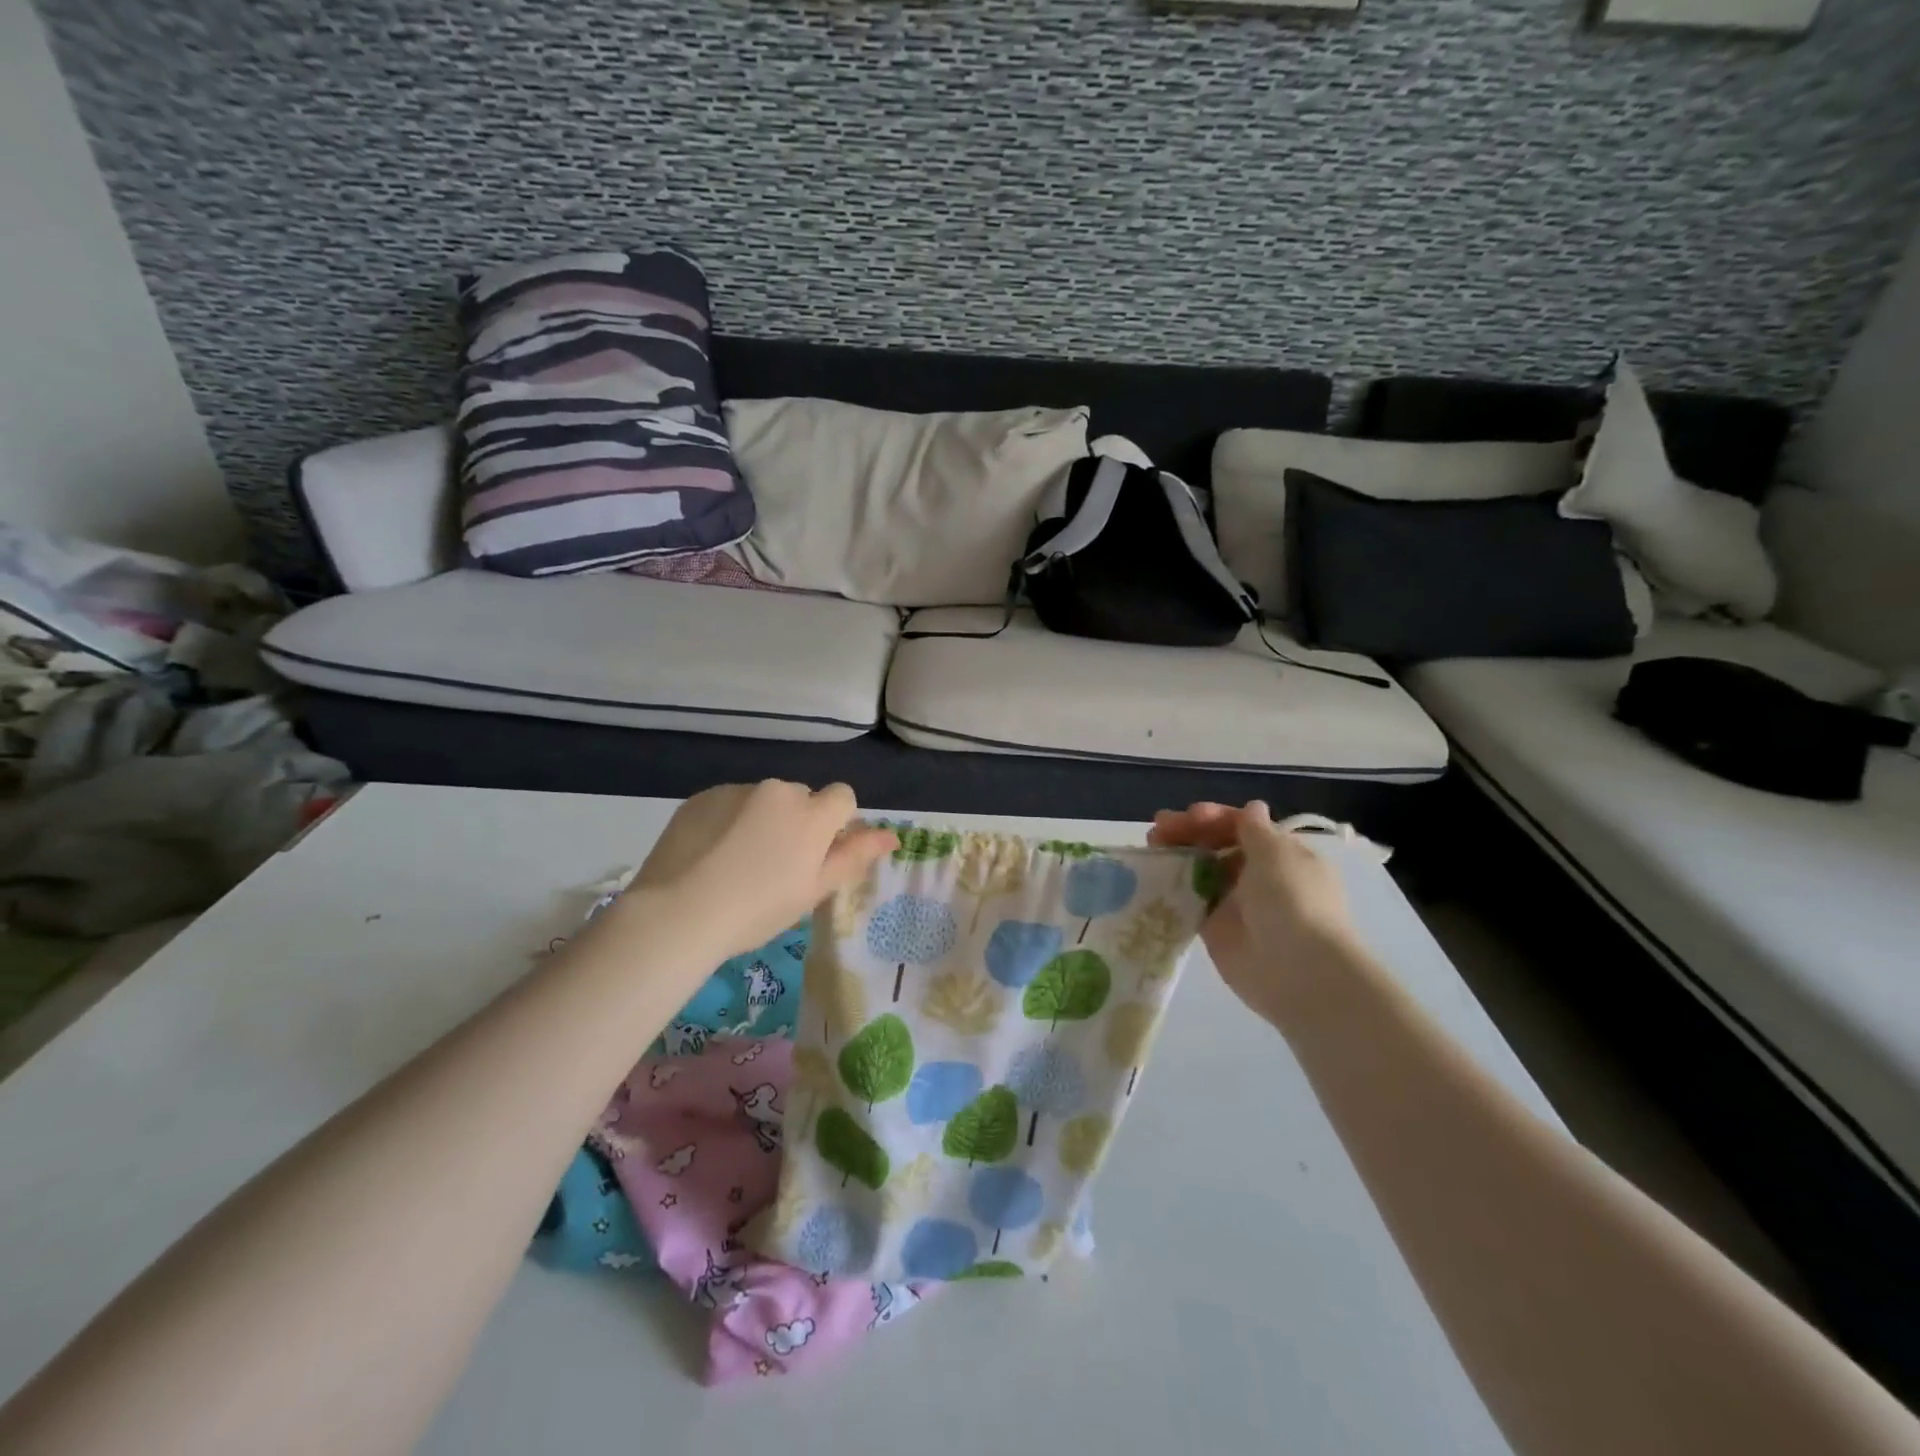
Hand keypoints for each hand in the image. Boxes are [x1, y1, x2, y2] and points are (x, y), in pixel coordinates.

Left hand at [610, 781, 895, 962]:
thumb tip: (892, 836)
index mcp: (812, 814)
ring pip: (764, 800)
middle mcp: (778, 791)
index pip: (843, 797)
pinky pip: (729, 803)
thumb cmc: (757, 910)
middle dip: (798, 821)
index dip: (836, 824)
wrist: (678, 913)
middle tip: (776, 866)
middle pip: (802, 797)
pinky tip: (711, 855)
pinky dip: (729, 821)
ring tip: (737, 863)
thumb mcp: (814, 890)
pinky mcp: (702, 797)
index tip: (817, 855)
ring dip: (762, 820)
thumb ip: (854, 856)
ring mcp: (736, 790)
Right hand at [1149, 800, 1358, 1021]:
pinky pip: (1191, 901)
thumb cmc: (1292, 901)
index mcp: (1281, 854)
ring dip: (1178, 856)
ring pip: (1202, 870)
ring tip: (1151, 848)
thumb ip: (1255, 830)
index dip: (1215, 817)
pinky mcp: (1216, 929)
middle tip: (1158, 829)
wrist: (1297, 970)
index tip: (1190, 816)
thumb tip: (1252, 808)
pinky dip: (1173, 887)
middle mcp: (1260, 875)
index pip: (1243, 826)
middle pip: (1219, 845)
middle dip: (1189, 833)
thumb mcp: (1276, 855)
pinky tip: (1152, 876)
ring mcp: (1236, 902)